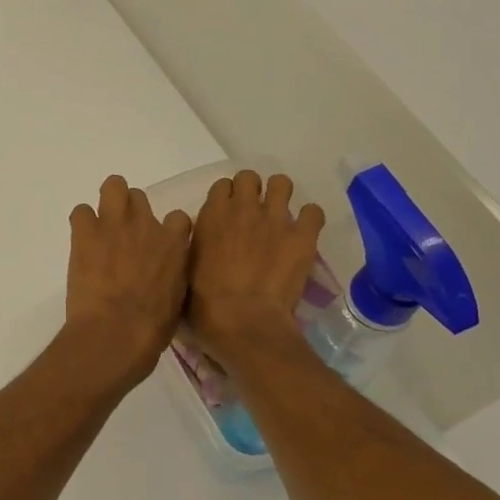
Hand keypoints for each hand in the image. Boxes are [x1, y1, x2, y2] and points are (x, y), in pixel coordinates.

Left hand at [63, 175, 192, 384]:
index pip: (178, 218)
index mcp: (174, 244)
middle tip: (122, 236)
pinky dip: (81, 224)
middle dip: (131, 213)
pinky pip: (80, 211)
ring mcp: (114, 223)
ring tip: (100, 228)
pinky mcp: (85, 231)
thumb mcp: (177, 298)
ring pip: (113, 187)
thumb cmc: (151, 328)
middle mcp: (146, 225)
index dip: (166, 230)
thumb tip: (164, 272)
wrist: (116, 333)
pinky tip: (81, 242)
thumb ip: (172, 274)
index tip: (157, 245)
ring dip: (108, 204)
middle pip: (139, 197)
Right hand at [188, 171, 325, 363]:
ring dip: (280, 196)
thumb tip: (203, 239)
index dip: (226, 198)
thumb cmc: (204, 303)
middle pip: (250, 177)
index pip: (222, 185)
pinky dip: (309, 219)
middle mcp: (243, 208)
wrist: (244, 322)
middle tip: (253, 213)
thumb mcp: (186, 267)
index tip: (228, 214)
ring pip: (282, 183)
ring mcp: (275, 220)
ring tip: (279, 217)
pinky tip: (304, 233)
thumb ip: (196, 244)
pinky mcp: (302, 237)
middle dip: (252, 191)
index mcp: (212, 214)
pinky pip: (313, 212)